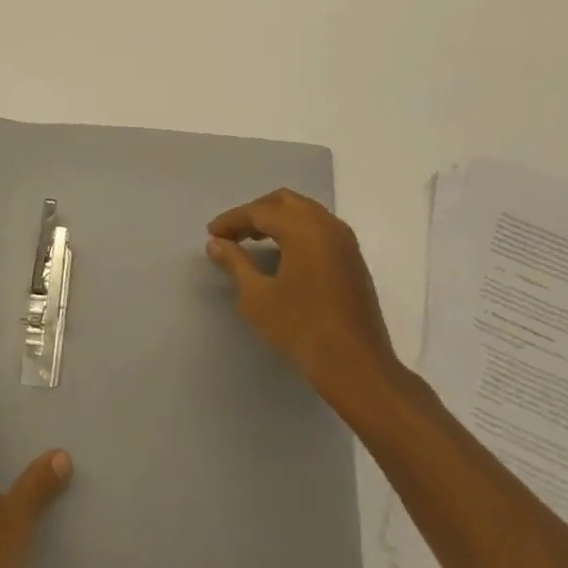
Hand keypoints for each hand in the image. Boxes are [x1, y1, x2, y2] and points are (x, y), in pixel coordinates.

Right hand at [207, 188, 401, 401]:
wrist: (356, 366)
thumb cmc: (301, 328)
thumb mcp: (258, 296)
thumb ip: (235, 262)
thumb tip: (216, 243)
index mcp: (303, 228)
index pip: (259, 212)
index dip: (232, 220)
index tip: (211, 234)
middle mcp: (326, 224)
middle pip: (284, 201)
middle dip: (255, 212)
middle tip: (233, 233)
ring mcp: (344, 240)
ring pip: (304, 212)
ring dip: (277, 220)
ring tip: (253, 241)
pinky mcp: (353, 257)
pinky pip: (319, 228)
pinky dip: (297, 230)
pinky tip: (283, 254)